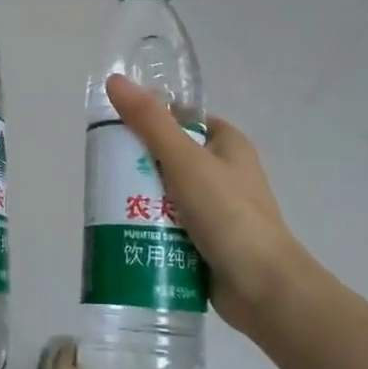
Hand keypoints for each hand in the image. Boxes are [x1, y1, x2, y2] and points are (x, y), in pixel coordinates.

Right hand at [104, 74, 326, 330]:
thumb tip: (115, 80)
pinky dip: (150, 229)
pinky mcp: (207, 242)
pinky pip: (171, 227)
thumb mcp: (185, 160)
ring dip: (140, 201)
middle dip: (138, 167)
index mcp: (228, 145)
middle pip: (169, 158)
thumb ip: (149, 122)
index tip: (115, 130)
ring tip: (105, 207)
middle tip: (104, 173)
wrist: (263, 288)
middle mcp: (224, 173)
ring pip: (167, 195)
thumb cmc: (228, 214)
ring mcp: (216, 210)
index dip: (151, 121)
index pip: (183, 120)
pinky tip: (123, 234)